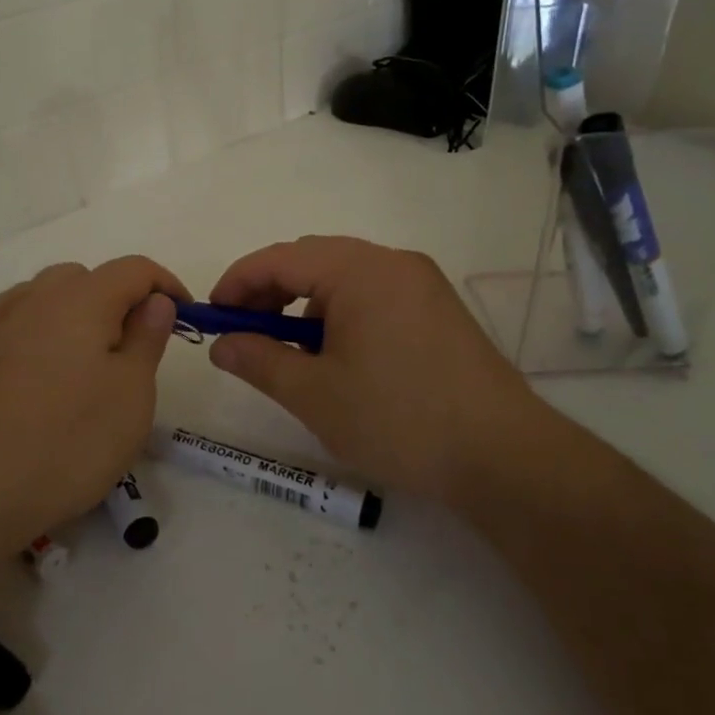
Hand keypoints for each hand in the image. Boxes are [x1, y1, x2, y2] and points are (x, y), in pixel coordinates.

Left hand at [0, 256, 188, 549]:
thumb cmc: (65, 443)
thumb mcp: (130, 395)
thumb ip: (147, 338)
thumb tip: (155, 301)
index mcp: (80, 299)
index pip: (134, 269)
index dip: (166, 285)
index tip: (184, 317)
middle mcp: (33, 299)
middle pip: (86, 278)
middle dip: (119, 301)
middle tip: (135, 350)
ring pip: (47, 299)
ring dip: (78, 317)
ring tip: (89, 367)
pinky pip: (18, 328)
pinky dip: (43, 339)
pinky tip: (44, 383)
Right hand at [208, 235, 553, 502]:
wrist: (503, 456)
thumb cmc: (398, 419)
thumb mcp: (314, 394)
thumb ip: (259, 360)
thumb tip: (221, 344)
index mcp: (359, 270)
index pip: (279, 258)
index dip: (237, 283)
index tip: (211, 315)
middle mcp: (392, 262)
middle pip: (312, 259)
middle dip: (269, 291)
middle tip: (243, 333)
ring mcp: (421, 283)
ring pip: (344, 276)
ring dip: (305, 303)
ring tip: (291, 352)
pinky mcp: (438, 309)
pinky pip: (374, 293)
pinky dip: (341, 313)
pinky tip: (339, 356)